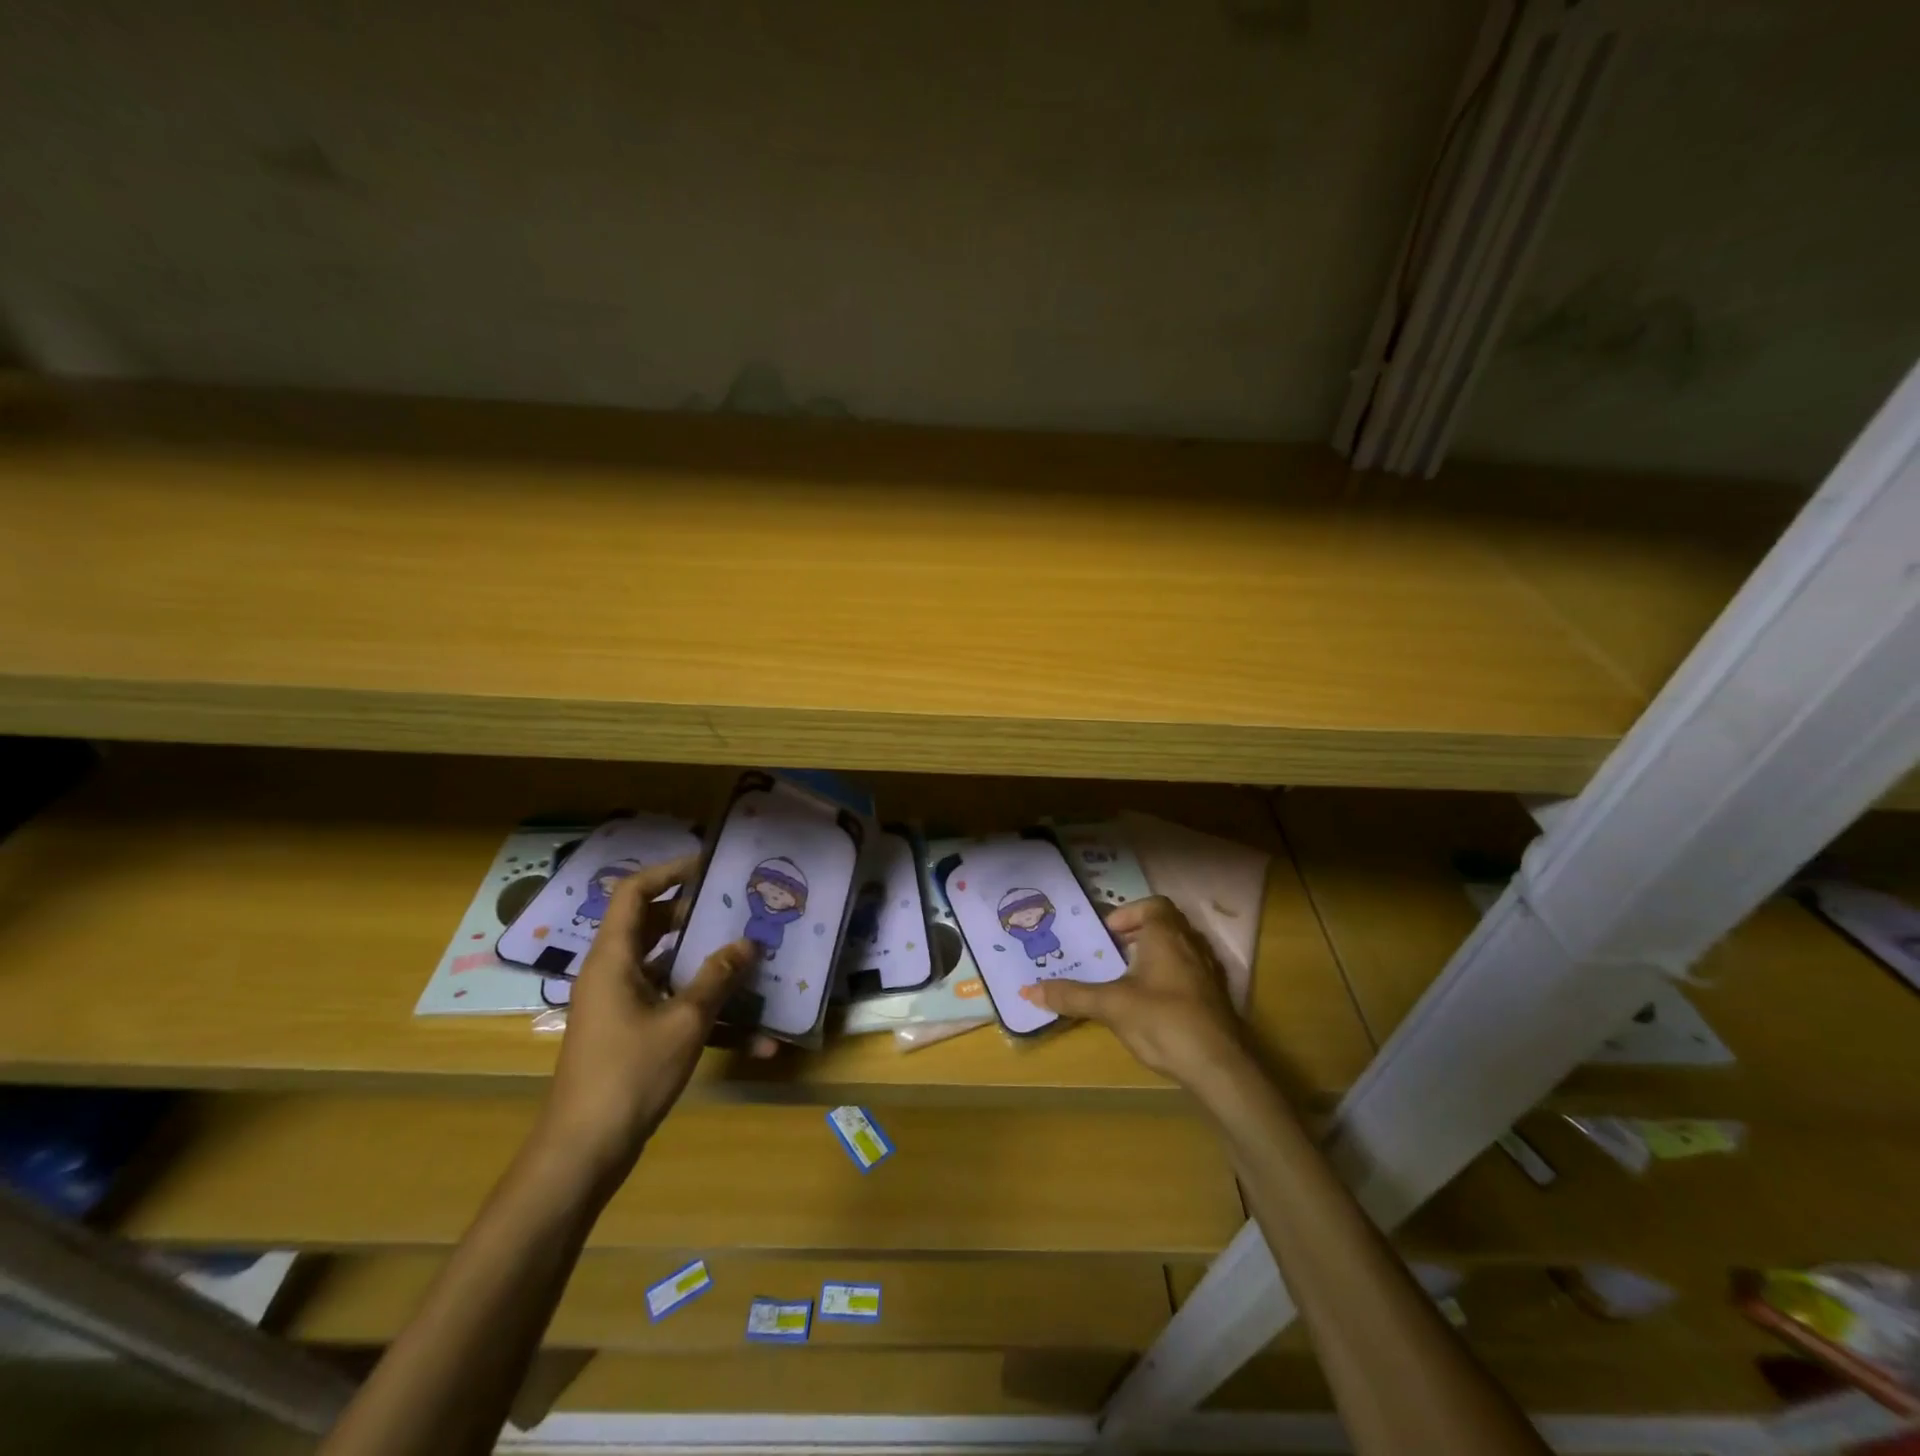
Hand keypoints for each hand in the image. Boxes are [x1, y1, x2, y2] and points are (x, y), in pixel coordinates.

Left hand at [539, 855, 756, 1184]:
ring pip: (663, 965)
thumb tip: (747, 944)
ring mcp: (618, 1005)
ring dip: (702, 961)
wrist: (584, 1150)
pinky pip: (668, 1003)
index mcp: (613, 959)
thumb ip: (717, 978)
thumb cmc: (630, 1073)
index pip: (634, 892)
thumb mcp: (684, 1022)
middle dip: (693, 914)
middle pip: (650, 925)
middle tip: (734, 907)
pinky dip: (700, 1007)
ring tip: (746, 953)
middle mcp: (611, 973)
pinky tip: (751, 1032)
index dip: (668, 871)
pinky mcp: (628, 1033)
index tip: (708, 864)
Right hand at [1031, 897, 1246, 1087]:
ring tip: (1130, 979)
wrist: (1220, 1067)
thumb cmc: (1163, 1021)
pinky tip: (1155, 1005)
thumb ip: (1071, 996)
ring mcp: (1209, 972)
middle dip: (1139, 935)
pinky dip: (1171, 979)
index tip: (1109, 934)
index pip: (1154, 905)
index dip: (1130, 913)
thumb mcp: (1111, 1006)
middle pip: (1167, 925)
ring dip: (1156, 957)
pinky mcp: (1217, 999)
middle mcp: (1192, 945)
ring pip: (1181, 950)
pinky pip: (1191, 974)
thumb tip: (1027, 991)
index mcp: (1167, 936)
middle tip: (1113, 954)